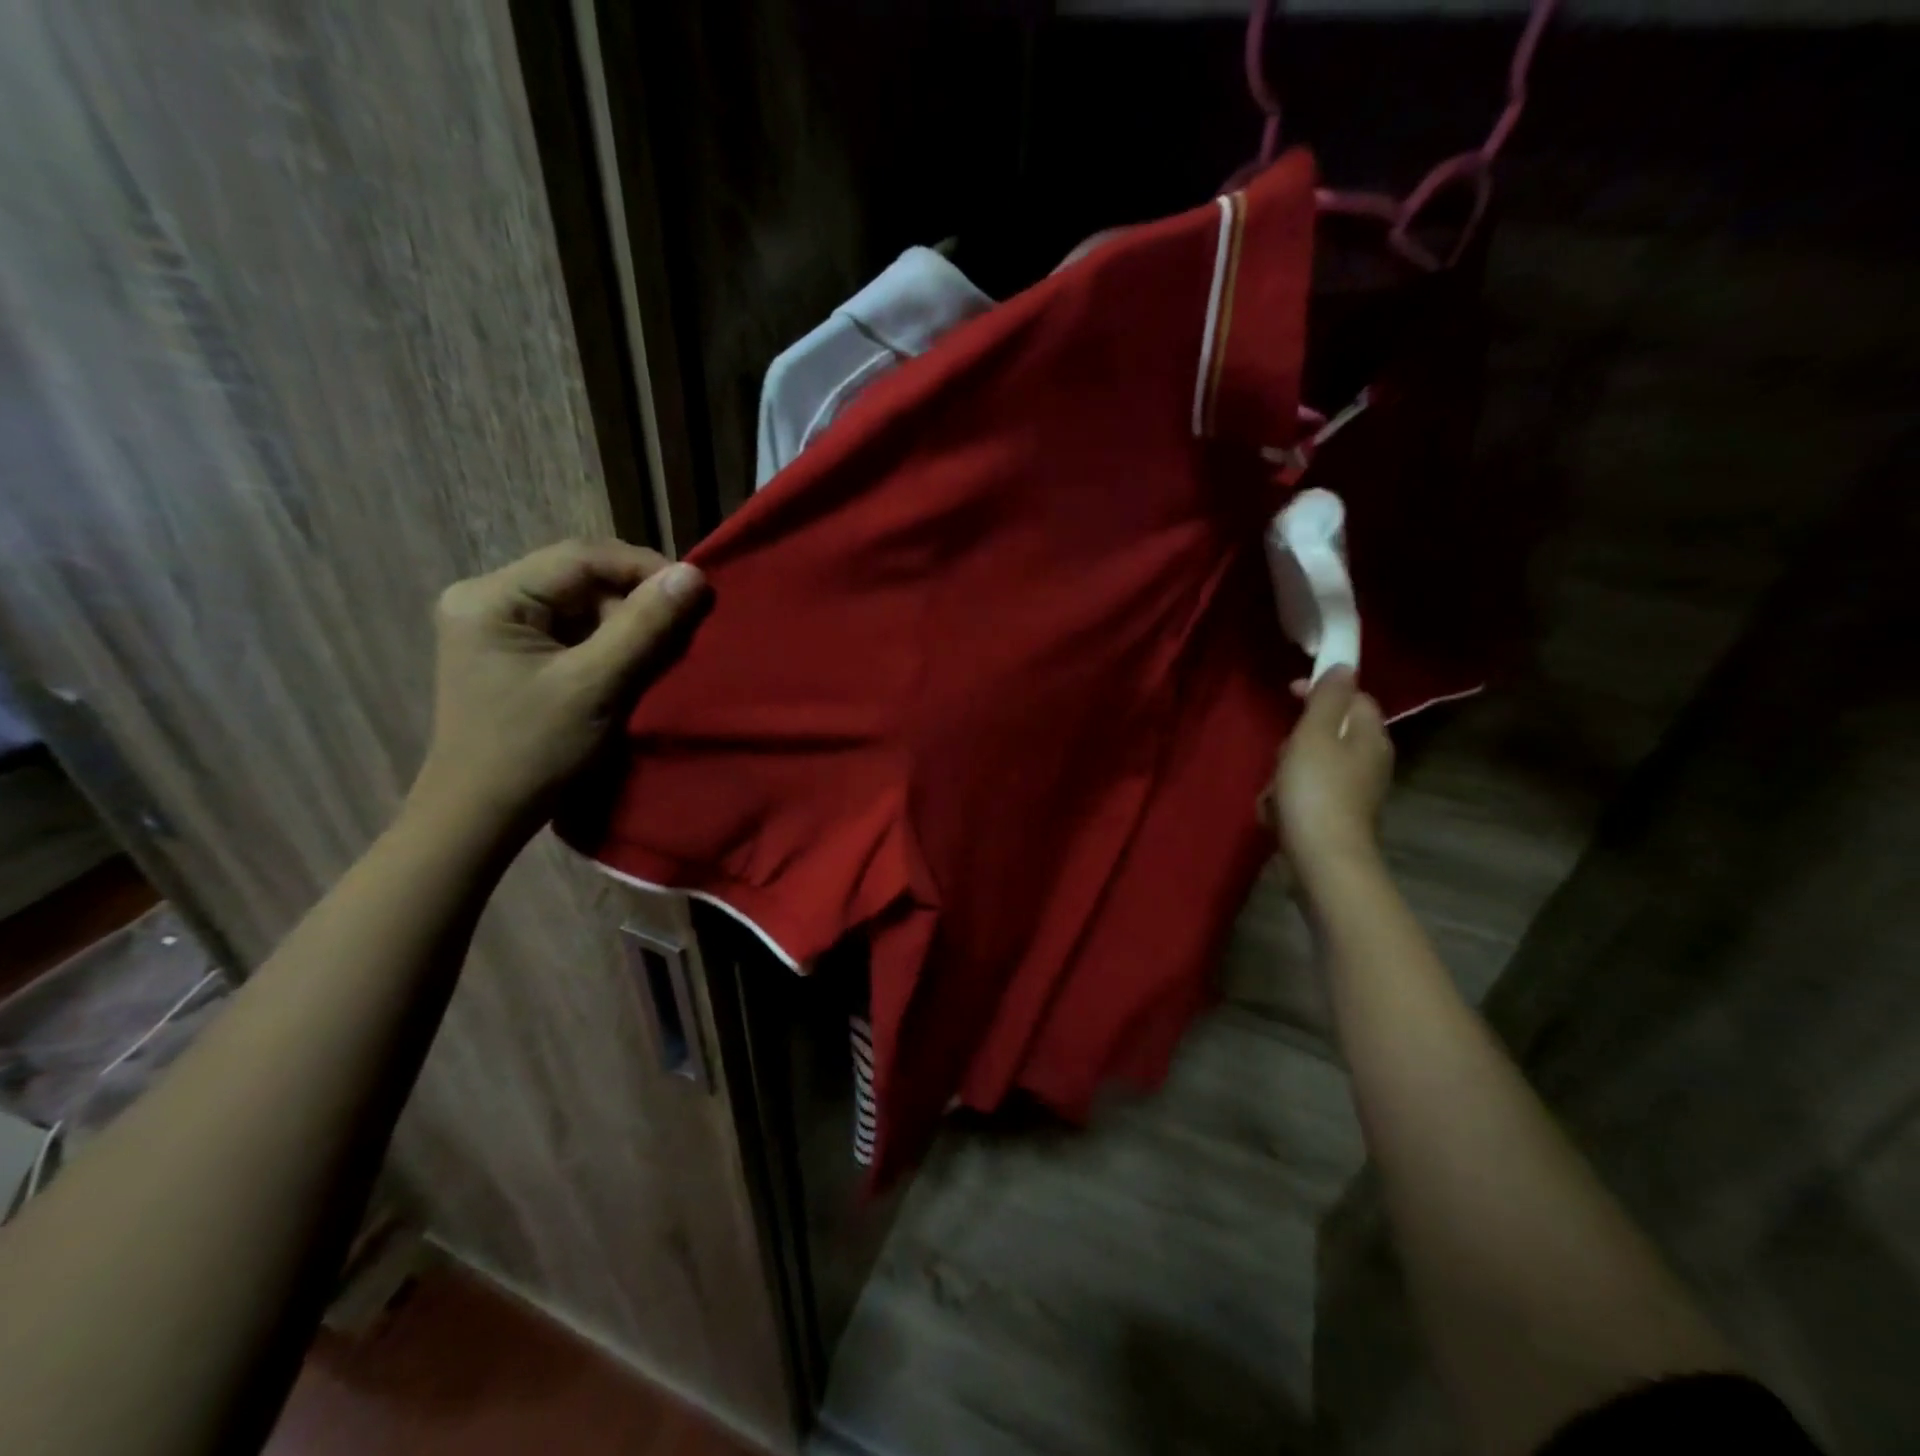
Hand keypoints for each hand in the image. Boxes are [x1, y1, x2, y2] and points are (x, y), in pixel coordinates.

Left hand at [407, 539, 706, 841]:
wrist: (481, 816)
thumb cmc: (534, 752)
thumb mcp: (596, 686)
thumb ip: (645, 627)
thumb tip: (694, 575)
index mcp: (491, 597)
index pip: (581, 557)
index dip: (644, 568)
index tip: (694, 593)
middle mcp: (486, 598)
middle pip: (581, 579)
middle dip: (635, 602)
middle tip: (678, 635)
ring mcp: (495, 626)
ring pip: (580, 605)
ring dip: (625, 626)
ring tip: (656, 658)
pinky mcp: (511, 652)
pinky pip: (571, 630)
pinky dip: (607, 644)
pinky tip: (626, 669)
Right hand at [1264, 668, 1392, 879]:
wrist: (1322, 861)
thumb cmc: (1316, 791)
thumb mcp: (1314, 735)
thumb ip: (1327, 698)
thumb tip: (1344, 666)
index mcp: (1370, 736)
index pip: (1353, 697)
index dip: (1321, 691)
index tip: (1289, 693)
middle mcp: (1369, 761)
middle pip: (1326, 732)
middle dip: (1296, 741)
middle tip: (1282, 755)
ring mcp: (1353, 792)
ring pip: (1310, 765)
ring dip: (1285, 774)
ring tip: (1276, 791)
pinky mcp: (1335, 817)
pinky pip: (1305, 794)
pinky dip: (1287, 800)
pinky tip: (1277, 814)